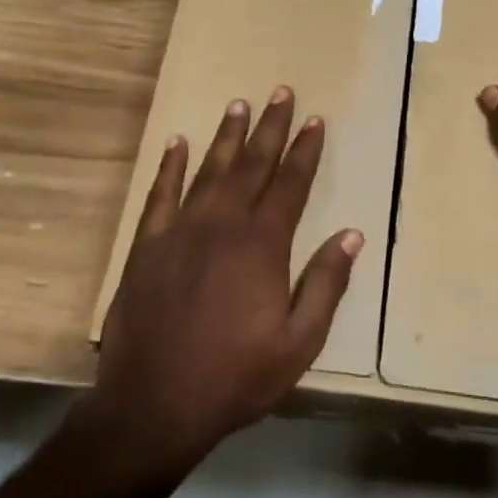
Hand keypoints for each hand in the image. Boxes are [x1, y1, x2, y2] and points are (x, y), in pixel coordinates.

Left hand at [90, 89, 361, 466]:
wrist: (154, 405)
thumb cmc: (235, 377)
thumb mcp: (298, 343)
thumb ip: (325, 285)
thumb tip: (351, 234)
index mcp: (262, 246)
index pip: (290, 184)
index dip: (305, 150)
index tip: (315, 120)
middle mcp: (222, 226)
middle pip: (252, 165)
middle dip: (270, 128)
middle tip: (281, 92)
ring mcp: (179, 232)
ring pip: (208, 171)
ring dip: (227, 137)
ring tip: (239, 105)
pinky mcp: (145, 246)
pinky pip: (159, 195)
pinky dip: (170, 167)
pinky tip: (177, 143)